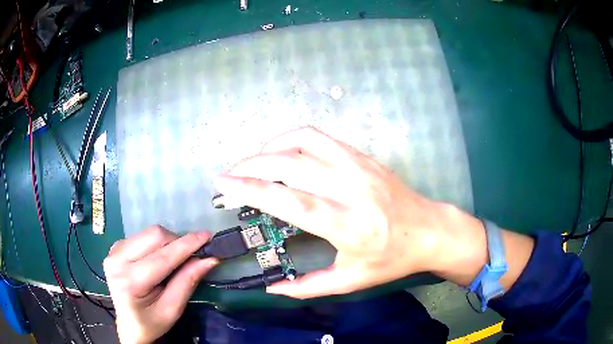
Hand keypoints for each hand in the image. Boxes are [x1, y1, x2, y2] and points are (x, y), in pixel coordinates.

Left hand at [104, 226, 217, 343]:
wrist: (127, 325)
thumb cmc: (151, 323)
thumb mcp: (171, 310)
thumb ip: (187, 283)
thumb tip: (209, 259)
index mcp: (130, 282)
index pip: (163, 257)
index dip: (187, 245)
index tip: (208, 236)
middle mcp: (117, 260)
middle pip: (153, 236)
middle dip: (177, 242)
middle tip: (191, 256)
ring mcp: (113, 251)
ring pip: (147, 233)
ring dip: (167, 243)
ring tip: (174, 261)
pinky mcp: (115, 247)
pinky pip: (140, 236)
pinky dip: (155, 245)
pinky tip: (157, 259)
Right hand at [214, 127, 492, 298]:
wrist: (429, 230)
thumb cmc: (393, 258)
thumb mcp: (352, 281)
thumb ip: (308, 287)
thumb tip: (272, 289)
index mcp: (347, 224)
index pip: (290, 201)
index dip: (252, 190)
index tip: (224, 185)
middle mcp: (350, 188)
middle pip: (291, 164)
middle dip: (250, 164)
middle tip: (229, 174)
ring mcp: (358, 165)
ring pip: (304, 140)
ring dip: (270, 146)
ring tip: (253, 162)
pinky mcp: (362, 155)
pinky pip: (320, 137)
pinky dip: (292, 138)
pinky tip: (282, 152)